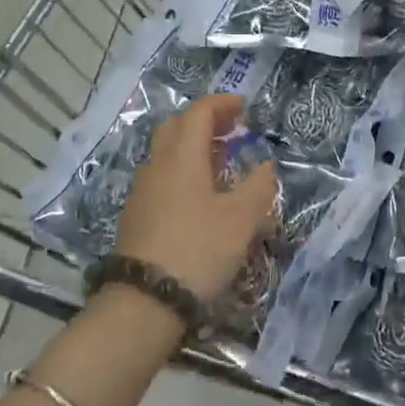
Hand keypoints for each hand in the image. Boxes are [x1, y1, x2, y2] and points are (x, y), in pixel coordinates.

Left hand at [114, 95, 276, 305]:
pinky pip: (163, 176)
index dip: (222, 104)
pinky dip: (184, 170)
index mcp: (182, 156)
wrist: (144, 301)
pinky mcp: (138, 215)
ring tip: (222, 161)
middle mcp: (158, 165)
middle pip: (178, 127)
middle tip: (232, 128)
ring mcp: (143, 190)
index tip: (244, 106)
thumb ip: (258, 187)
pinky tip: (201, 195)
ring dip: (194, 147)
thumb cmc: (198, 249)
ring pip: (168, 153)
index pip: (199, 113)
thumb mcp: (241, 219)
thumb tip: (266, 166)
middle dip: (206, 121)